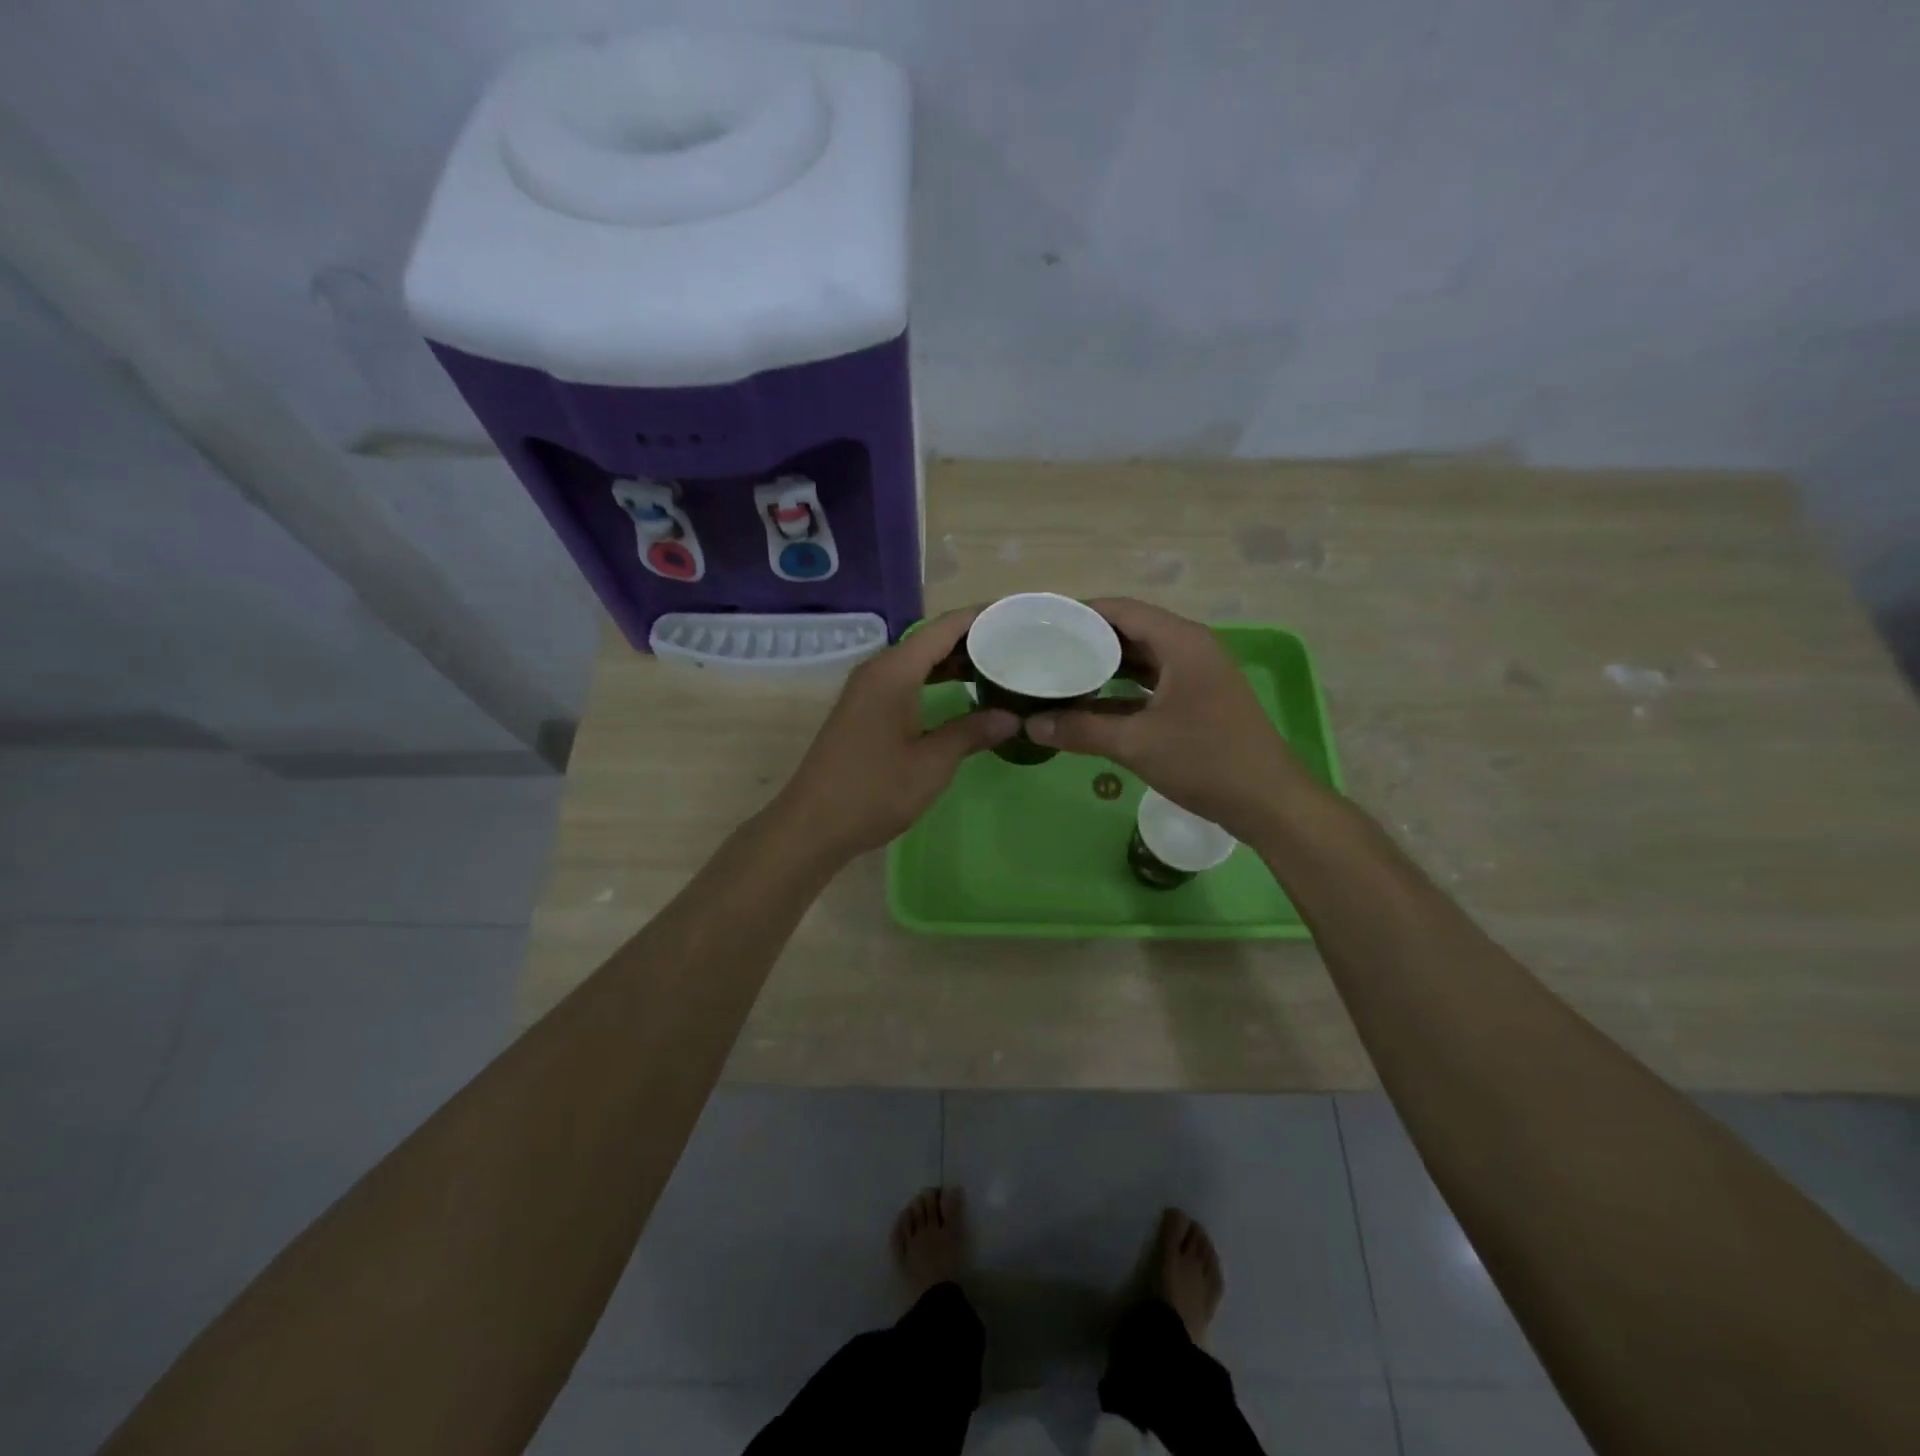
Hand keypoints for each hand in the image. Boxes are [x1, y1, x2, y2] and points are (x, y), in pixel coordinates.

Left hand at [771, 608, 1017, 860]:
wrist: (813, 824)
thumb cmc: (875, 790)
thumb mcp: (932, 763)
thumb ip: (972, 732)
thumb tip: (1011, 717)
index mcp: (894, 671)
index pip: (944, 628)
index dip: (981, 618)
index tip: (1017, 615)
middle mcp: (878, 670)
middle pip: (930, 640)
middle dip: (972, 640)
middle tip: (1017, 645)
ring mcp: (867, 690)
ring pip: (918, 661)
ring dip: (953, 662)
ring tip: (997, 667)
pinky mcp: (863, 710)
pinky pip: (905, 680)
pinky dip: (935, 681)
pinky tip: (959, 695)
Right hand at [1026, 598, 1307, 840]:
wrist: (1268, 802)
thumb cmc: (1205, 761)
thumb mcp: (1136, 744)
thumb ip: (1081, 730)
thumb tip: (1030, 725)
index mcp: (1181, 642)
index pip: (1122, 610)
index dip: (1080, 612)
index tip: (1042, 623)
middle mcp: (1190, 649)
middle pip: (1130, 631)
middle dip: (1088, 641)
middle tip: (1044, 650)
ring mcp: (1197, 675)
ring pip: (1141, 659)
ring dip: (1104, 667)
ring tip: (1060, 673)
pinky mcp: (1198, 700)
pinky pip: (1152, 683)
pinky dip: (1122, 690)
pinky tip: (1091, 705)